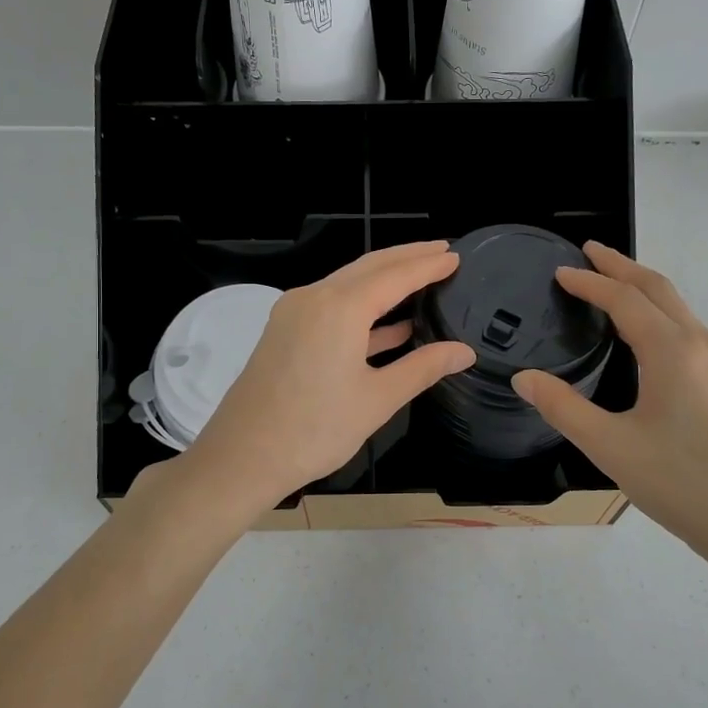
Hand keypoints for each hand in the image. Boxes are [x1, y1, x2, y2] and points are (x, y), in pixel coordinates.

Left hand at [187, 242, 476, 510]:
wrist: (242, 457)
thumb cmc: (315, 429)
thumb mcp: (377, 399)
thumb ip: (423, 368)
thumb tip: (464, 352)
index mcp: (340, 308)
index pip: (395, 275)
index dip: (428, 265)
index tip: (456, 255)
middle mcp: (314, 298)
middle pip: (369, 267)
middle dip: (406, 258)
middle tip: (441, 251)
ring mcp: (294, 313)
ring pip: (347, 285)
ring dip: (384, 281)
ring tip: (422, 278)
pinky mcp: (284, 332)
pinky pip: (331, 307)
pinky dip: (363, 310)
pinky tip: (391, 325)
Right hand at [513, 242, 707, 575]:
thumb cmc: (683, 486)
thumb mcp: (611, 448)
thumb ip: (563, 408)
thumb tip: (524, 378)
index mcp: (674, 352)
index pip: (625, 299)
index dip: (590, 282)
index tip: (560, 271)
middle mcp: (705, 345)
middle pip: (660, 289)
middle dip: (622, 266)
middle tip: (588, 252)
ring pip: (680, 309)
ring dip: (644, 290)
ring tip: (612, 286)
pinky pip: (691, 331)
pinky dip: (661, 315)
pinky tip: (648, 337)